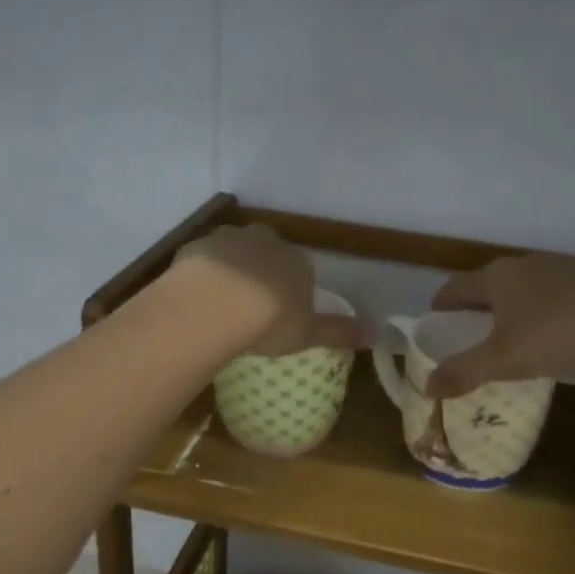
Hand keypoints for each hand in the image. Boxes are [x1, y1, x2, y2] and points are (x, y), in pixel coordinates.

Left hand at [170, 225, 365, 356]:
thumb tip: (377, 332)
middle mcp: (267, 242)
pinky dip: (202, 274)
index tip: (282, 312)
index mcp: (298, 262)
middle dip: (263, 271)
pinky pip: (203, 259)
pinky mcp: (197, 246)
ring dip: (231, 269)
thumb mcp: (309, 333)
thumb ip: (339, 332)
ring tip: (222, 302)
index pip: (302, 269)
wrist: (216, 305)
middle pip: (268, 252)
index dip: (292, 289)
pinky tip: (197, 297)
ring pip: (234, 250)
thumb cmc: (270, 321)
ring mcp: (229, 240)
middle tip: (252, 304)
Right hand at [425, 254, 574, 397]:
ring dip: (513, 307)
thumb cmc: (559, 331)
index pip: (455, 288)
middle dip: (477, 307)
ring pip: (525, 287)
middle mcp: (525, 264)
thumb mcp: (505, 359)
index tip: (435, 319)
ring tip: (515, 334)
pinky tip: (559, 331)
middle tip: (472, 333)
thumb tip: (426, 386)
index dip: (442, 305)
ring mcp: (562, 267)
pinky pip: (555, 293)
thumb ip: (464, 372)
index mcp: (497, 277)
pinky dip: (545, 309)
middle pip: (490, 285)